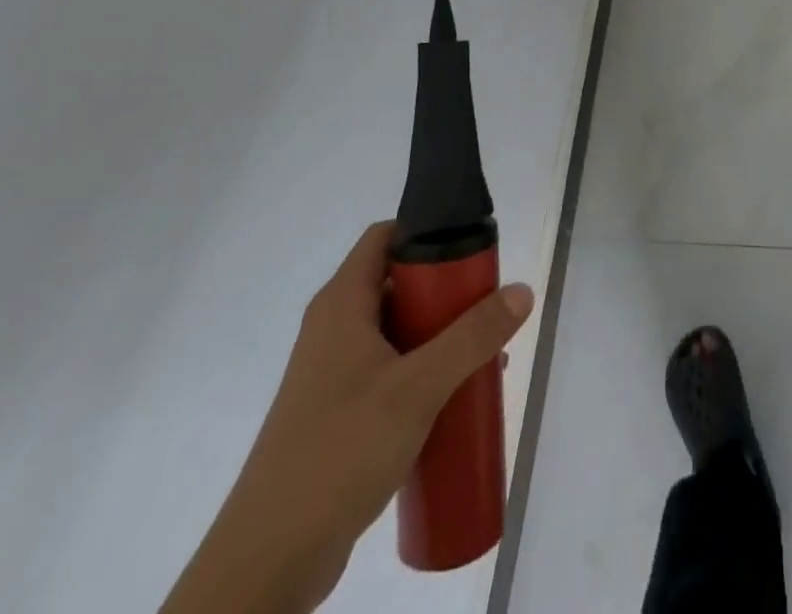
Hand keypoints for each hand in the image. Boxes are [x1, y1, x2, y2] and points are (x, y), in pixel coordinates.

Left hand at [162, 222, 533, 613]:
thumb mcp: (418, 388)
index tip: (471, 246)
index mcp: (342, 303)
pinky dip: (423, 370)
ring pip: (397, 329)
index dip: (427, 230)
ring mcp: (333, 371)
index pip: (385, 236)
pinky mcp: (337, 410)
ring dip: (440, 334)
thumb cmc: (340, 451)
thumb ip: (473, 337)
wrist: (269, 560)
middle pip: (397, 282)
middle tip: (486, 304)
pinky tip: (454, 397)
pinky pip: (389, 369)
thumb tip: (522, 290)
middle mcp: (334, 326)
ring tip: (483, 352)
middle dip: (446, 290)